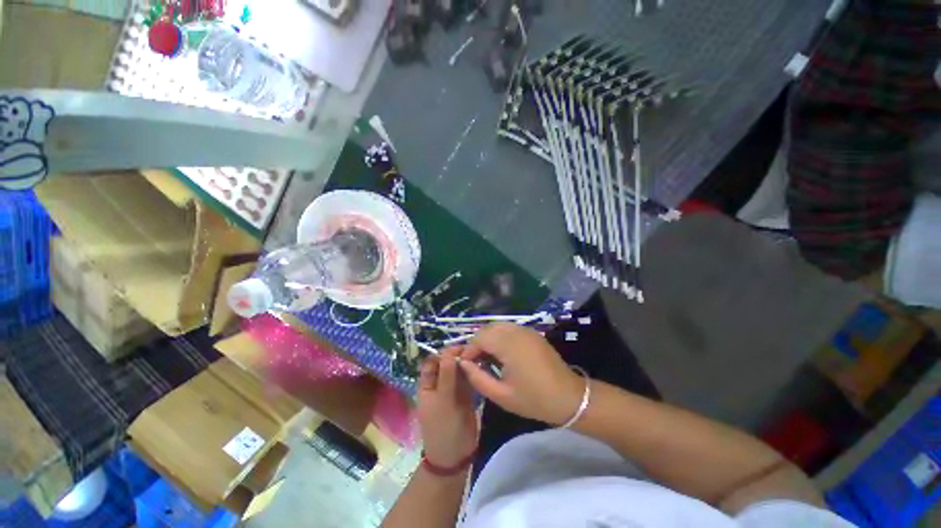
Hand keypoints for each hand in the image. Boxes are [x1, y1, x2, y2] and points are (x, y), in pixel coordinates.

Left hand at [417, 347, 478, 468]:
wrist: (455, 456)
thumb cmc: (443, 427)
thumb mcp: (443, 400)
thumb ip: (447, 375)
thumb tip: (449, 351)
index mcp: (427, 385)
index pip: (432, 362)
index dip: (442, 353)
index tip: (457, 348)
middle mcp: (439, 384)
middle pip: (446, 364)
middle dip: (456, 356)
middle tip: (472, 349)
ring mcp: (453, 390)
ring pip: (458, 371)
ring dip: (466, 363)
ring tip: (479, 353)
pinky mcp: (466, 395)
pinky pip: (468, 379)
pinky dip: (473, 372)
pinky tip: (482, 364)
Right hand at [459, 323, 584, 425]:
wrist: (569, 397)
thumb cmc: (534, 399)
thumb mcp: (502, 395)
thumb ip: (478, 378)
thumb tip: (463, 364)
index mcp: (509, 345)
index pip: (480, 337)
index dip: (469, 349)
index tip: (465, 364)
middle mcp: (517, 332)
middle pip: (487, 328)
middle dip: (477, 342)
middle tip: (475, 361)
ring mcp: (526, 330)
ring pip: (498, 326)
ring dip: (488, 338)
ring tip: (486, 357)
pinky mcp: (532, 332)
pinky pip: (509, 328)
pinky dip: (499, 336)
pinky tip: (501, 352)